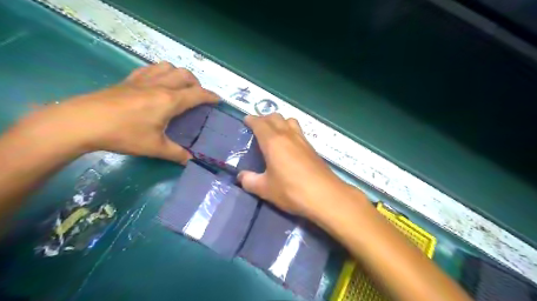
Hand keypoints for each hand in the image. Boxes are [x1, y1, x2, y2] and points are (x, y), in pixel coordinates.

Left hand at [17, 61, 217, 163]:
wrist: (82, 122)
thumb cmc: (124, 134)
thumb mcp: (154, 148)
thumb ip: (176, 154)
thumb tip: (190, 160)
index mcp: (170, 100)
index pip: (197, 94)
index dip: (211, 96)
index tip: (218, 100)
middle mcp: (159, 86)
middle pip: (185, 75)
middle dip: (197, 83)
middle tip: (198, 96)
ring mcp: (143, 80)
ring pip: (168, 67)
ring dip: (179, 74)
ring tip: (180, 87)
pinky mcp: (128, 80)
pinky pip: (150, 68)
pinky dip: (161, 72)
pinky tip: (157, 82)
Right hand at [237, 113, 350, 216]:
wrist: (325, 195)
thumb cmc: (291, 190)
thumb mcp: (265, 189)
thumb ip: (250, 181)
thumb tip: (241, 177)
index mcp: (273, 141)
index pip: (260, 123)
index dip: (251, 120)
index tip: (246, 120)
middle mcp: (287, 135)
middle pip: (275, 117)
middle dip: (264, 118)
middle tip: (257, 127)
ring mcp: (302, 140)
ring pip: (289, 120)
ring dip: (279, 121)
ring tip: (274, 133)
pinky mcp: (312, 147)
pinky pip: (298, 130)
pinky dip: (290, 130)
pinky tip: (289, 144)